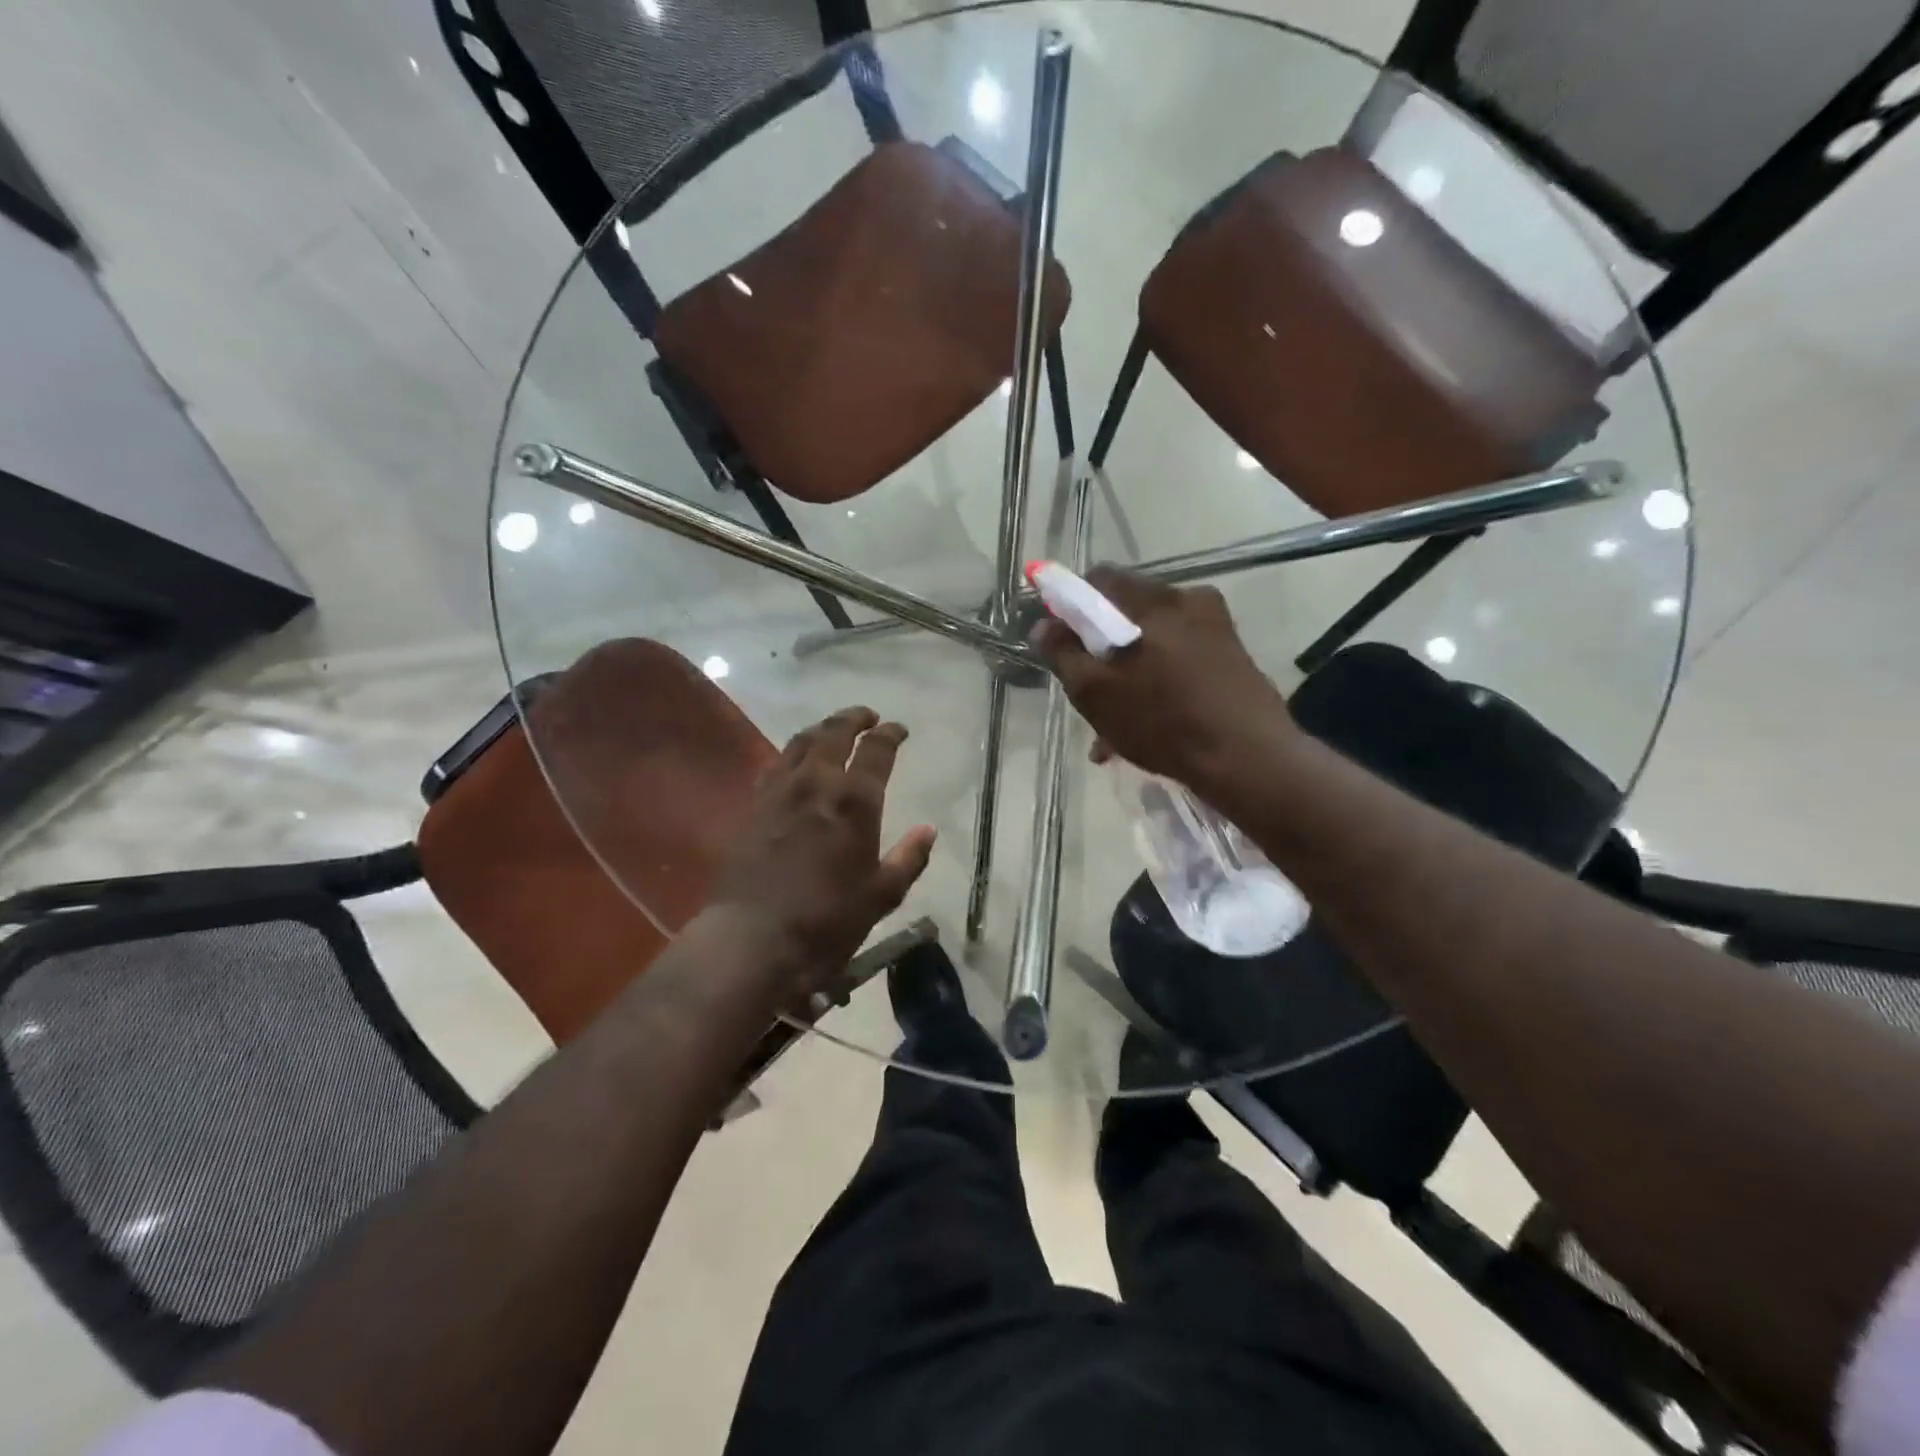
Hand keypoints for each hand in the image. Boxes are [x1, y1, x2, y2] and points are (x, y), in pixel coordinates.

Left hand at [710, 707, 935, 987]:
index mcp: (855, 800)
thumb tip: (929, 829)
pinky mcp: (752, 807)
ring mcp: (779, 791)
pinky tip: (793, 764)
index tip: (898, 729)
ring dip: (821, 730)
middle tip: (867, 716)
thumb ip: (909, 857)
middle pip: (834, 733)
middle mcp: (816, 783)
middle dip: (853, 718)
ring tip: (832, 730)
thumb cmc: (829, 919)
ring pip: (800, 742)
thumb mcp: (883, 894)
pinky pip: (774, 766)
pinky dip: (791, 755)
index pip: (876, 749)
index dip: (890, 733)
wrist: (755, 938)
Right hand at [1033, 568, 1295, 791]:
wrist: (1249, 760)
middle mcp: (1189, 601)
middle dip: (1101, 647)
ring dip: (1128, 674)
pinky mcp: (1232, 657)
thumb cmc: (1164, 722)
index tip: (1063, 643)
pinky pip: (1180, 661)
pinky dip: (1157, 684)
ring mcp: (1217, 629)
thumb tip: (1043, 624)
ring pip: (1154, 641)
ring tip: (1113, 725)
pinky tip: (1145, 728)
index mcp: (1155, 600)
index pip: (1099, 579)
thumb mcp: (1096, 693)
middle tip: (1089, 690)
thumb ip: (1063, 653)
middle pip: (1127, 611)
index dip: (1071, 605)